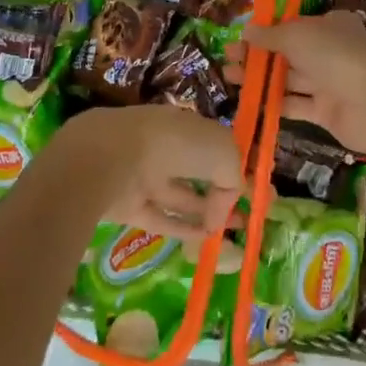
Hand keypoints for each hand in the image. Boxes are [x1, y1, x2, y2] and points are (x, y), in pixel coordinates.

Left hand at [52, 105, 244, 240]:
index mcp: (186, 125)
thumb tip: (222, 211)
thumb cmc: (175, 144)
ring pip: (180, 196)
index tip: (252, 190)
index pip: (214, 145)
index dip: (233, 166)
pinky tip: (203, 240)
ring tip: (229, 234)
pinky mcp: (128, 204)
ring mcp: (145, 175)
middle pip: (197, 172)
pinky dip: (181, 229)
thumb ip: (233, 180)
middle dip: (220, 193)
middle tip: (243, 217)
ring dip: (205, 213)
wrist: (112, 157)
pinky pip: (160, 218)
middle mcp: (166, 147)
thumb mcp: (223, 153)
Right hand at [227, 12, 365, 163]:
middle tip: (227, 59)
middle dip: (257, 55)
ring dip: (260, 78)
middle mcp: (329, 51)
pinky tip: (248, 102)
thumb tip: (246, 31)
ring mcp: (327, 82)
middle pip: (287, 52)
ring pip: (288, 78)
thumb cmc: (336, 56)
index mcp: (329, 25)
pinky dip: (272, 103)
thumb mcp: (298, 35)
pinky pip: (294, 104)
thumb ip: (271, 35)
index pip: (292, 25)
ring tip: (230, 78)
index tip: (239, 37)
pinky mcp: (324, 111)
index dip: (265, 31)